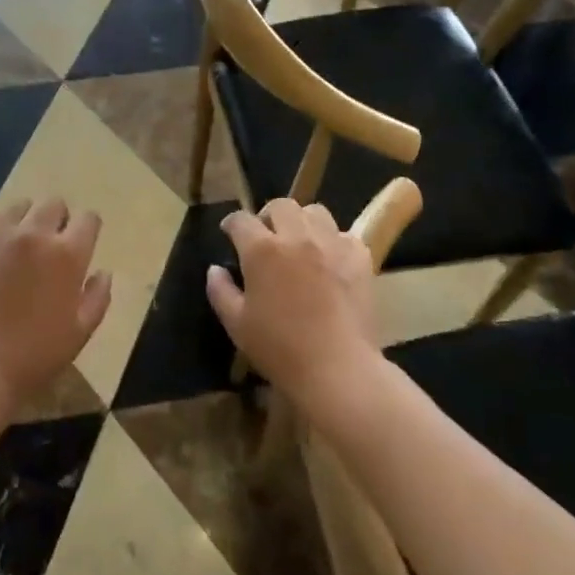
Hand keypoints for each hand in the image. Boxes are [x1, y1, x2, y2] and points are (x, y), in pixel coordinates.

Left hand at [0, 198, 111, 408]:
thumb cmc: (34, 355)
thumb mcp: (80, 332)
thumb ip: (98, 297)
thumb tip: (103, 272)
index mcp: (68, 254)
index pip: (89, 219)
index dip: (87, 229)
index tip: (81, 243)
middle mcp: (34, 234)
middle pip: (53, 204)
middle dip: (58, 219)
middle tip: (50, 244)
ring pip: (17, 206)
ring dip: (24, 220)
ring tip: (18, 243)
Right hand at [206, 198, 379, 400]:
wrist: (337, 368)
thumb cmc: (279, 348)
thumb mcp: (236, 324)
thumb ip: (220, 291)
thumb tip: (215, 269)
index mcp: (261, 250)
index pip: (241, 220)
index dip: (232, 224)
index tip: (229, 233)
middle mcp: (296, 237)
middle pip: (280, 205)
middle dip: (268, 215)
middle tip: (266, 237)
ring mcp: (332, 244)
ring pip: (315, 212)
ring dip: (302, 222)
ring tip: (300, 242)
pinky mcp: (360, 258)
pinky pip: (345, 234)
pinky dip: (334, 241)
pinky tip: (330, 260)